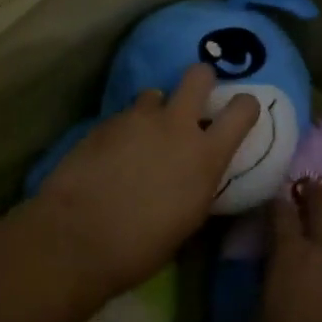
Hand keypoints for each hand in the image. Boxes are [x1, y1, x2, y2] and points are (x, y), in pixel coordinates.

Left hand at [31, 64, 257, 300]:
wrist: (77, 237)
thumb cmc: (140, 246)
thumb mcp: (189, 218)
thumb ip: (199, 182)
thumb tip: (196, 171)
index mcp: (206, 155)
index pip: (242, 109)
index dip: (244, 106)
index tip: (239, 112)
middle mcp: (176, 125)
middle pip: (199, 75)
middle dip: (201, 80)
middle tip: (193, 101)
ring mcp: (139, 118)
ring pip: (155, 93)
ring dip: (155, 110)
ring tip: (143, 136)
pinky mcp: (106, 121)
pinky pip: (125, 115)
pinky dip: (125, 129)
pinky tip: (112, 154)